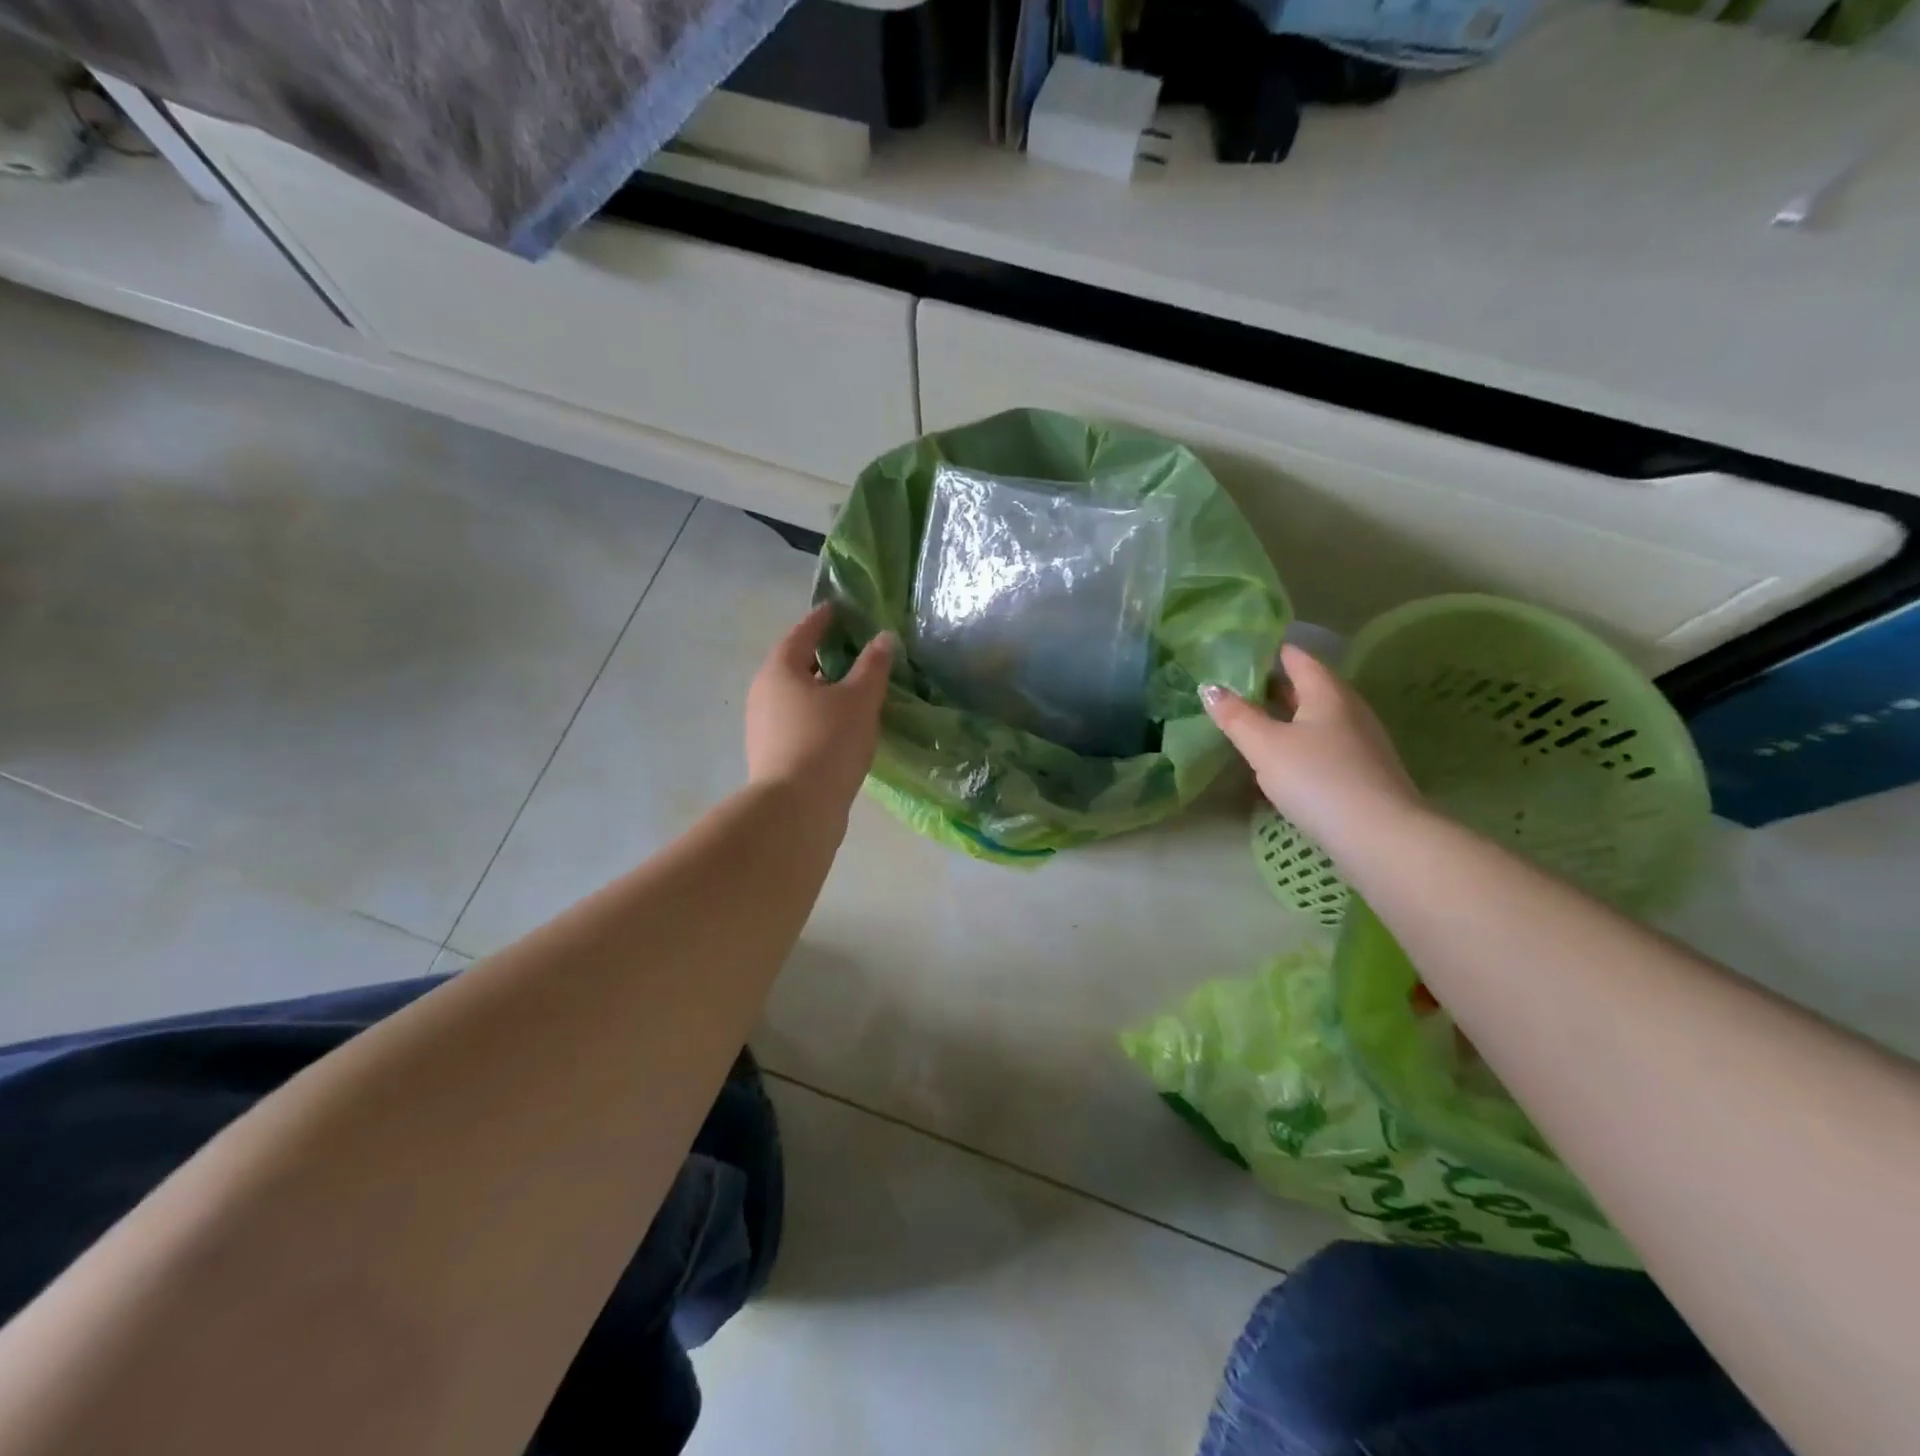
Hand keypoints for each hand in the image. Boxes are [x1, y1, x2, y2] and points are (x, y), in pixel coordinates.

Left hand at [745, 605, 893, 823]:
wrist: (796, 809)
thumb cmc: (827, 742)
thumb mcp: (859, 699)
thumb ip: (873, 666)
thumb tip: (884, 638)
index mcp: (780, 670)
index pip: (802, 633)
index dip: (822, 620)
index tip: (838, 609)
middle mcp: (763, 694)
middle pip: (796, 665)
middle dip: (823, 657)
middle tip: (852, 650)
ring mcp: (763, 728)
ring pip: (796, 698)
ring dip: (822, 691)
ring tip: (853, 691)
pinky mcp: (772, 756)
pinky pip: (798, 724)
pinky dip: (818, 717)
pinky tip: (842, 728)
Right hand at [1201, 644, 1420, 851]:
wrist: (1380, 836)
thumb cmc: (1318, 779)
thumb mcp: (1265, 746)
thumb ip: (1236, 716)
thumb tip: (1209, 687)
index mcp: (1327, 692)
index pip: (1296, 657)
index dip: (1267, 651)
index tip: (1236, 654)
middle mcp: (1348, 709)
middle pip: (1307, 688)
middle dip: (1272, 687)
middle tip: (1233, 691)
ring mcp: (1360, 742)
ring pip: (1315, 720)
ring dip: (1284, 720)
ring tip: (1250, 727)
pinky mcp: (1363, 772)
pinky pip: (1323, 747)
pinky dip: (1298, 746)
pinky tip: (1279, 765)